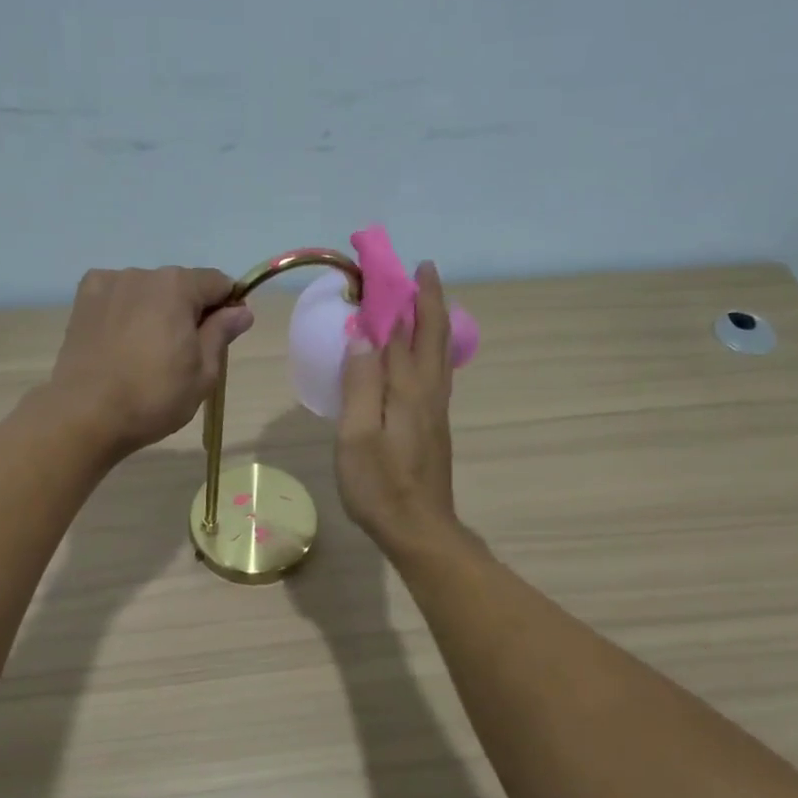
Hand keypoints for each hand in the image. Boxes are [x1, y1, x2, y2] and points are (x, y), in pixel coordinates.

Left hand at [48, 266, 253, 458]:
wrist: (86, 414)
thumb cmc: (154, 398)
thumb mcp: (203, 373)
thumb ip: (221, 333)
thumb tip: (241, 310)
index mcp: (177, 286)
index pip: (218, 283)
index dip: (227, 307)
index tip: (223, 337)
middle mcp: (142, 274)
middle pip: (180, 285)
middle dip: (188, 311)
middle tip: (183, 355)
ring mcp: (108, 284)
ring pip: (147, 292)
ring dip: (155, 312)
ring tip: (146, 353)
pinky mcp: (83, 301)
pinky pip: (117, 298)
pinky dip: (125, 312)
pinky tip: (121, 343)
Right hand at [337, 262, 461, 555]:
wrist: (420, 530)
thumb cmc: (380, 486)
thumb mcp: (357, 437)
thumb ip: (360, 383)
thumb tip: (364, 333)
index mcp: (409, 390)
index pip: (405, 330)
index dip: (398, 297)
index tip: (387, 267)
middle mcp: (429, 393)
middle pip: (434, 335)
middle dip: (428, 299)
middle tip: (421, 270)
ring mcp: (436, 411)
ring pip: (440, 354)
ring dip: (433, 321)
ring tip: (423, 301)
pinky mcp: (434, 427)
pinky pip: (435, 373)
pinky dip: (430, 349)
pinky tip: (421, 354)